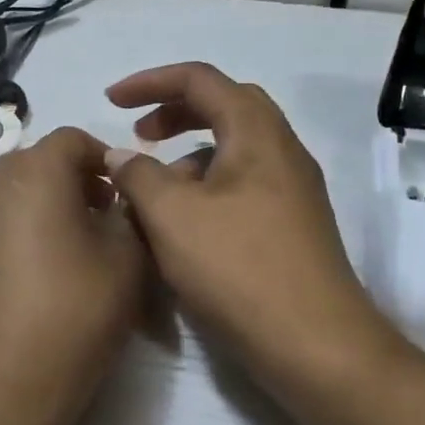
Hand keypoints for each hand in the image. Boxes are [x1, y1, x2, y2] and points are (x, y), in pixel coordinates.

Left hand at [0, 126, 148, 421]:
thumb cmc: (72, 314)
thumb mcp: (126, 261)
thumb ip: (129, 214)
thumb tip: (119, 200)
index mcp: (33, 171)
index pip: (73, 139)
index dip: (106, 158)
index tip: (125, 194)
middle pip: (38, 161)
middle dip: (74, 180)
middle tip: (102, 219)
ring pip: (11, 191)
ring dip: (43, 204)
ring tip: (69, 247)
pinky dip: (16, 228)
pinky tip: (34, 272)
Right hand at [104, 63, 398, 395]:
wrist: (314, 344)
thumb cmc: (239, 269)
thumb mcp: (172, 216)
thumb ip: (138, 175)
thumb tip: (120, 156)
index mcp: (257, 134)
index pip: (201, 80)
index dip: (150, 82)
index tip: (110, 101)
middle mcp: (282, 152)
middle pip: (225, 107)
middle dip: (175, 112)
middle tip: (139, 135)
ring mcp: (292, 191)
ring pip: (234, 150)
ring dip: (189, 154)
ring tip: (154, 189)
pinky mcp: (291, 226)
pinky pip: (242, 185)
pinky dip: (206, 187)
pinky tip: (183, 225)